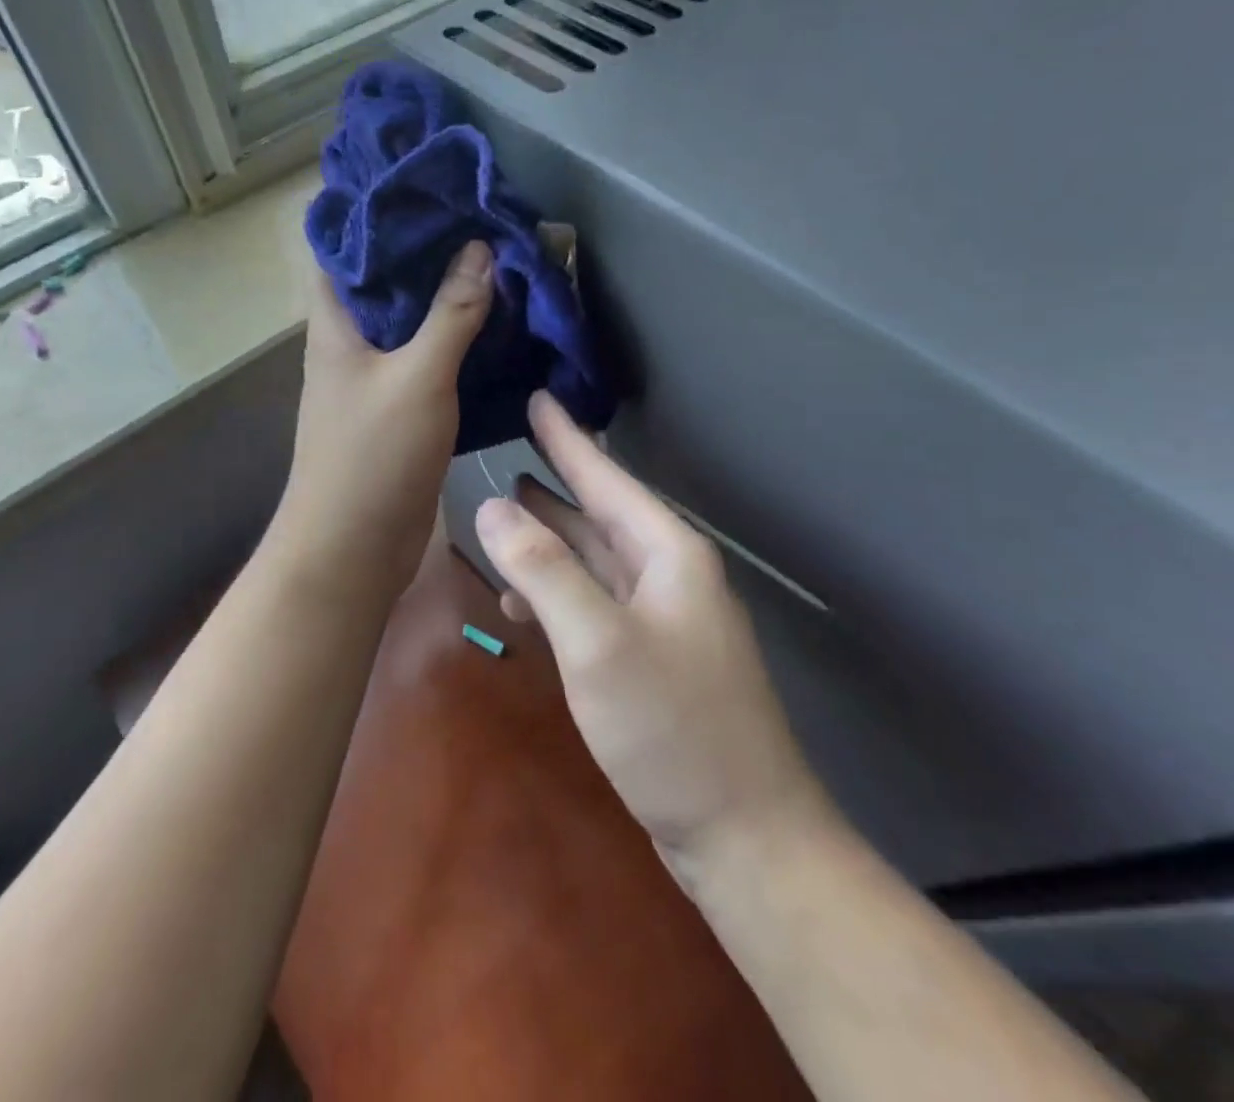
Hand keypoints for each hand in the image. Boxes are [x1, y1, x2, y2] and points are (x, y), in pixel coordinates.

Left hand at [266, 241, 493, 607]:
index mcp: (336, 323)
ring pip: (412, 321)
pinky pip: (429, 360)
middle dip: (430, 251)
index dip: (380, 212)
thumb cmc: (372, 456)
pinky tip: (499, 325)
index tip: (429, 184)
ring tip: (500, 260)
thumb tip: (478, 248)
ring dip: (449, 296)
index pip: (346, 247)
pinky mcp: (399, 409)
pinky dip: (458, 341)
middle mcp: (350, 343)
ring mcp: (374, 378)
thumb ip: (450, 313)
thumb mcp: (417, 377)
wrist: (353, 548)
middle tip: (482, 218)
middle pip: (387, 282)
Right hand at [474, 393, 833, 865]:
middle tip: (505, 449)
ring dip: (546, 539)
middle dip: (553, 482)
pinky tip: (518, 605)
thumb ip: (542, 569)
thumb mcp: (598, 642)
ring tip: (498, 516)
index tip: (538, 397)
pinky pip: (590, 603)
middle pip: (597, 512)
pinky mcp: (645, 657)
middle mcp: (665, 574)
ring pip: (591, 558)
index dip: (567, 438)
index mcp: (666, 553)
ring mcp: (657, 618)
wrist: (743, 837)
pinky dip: (553, 594)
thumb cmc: (673, 728)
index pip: (605, 477)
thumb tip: (490, 506)